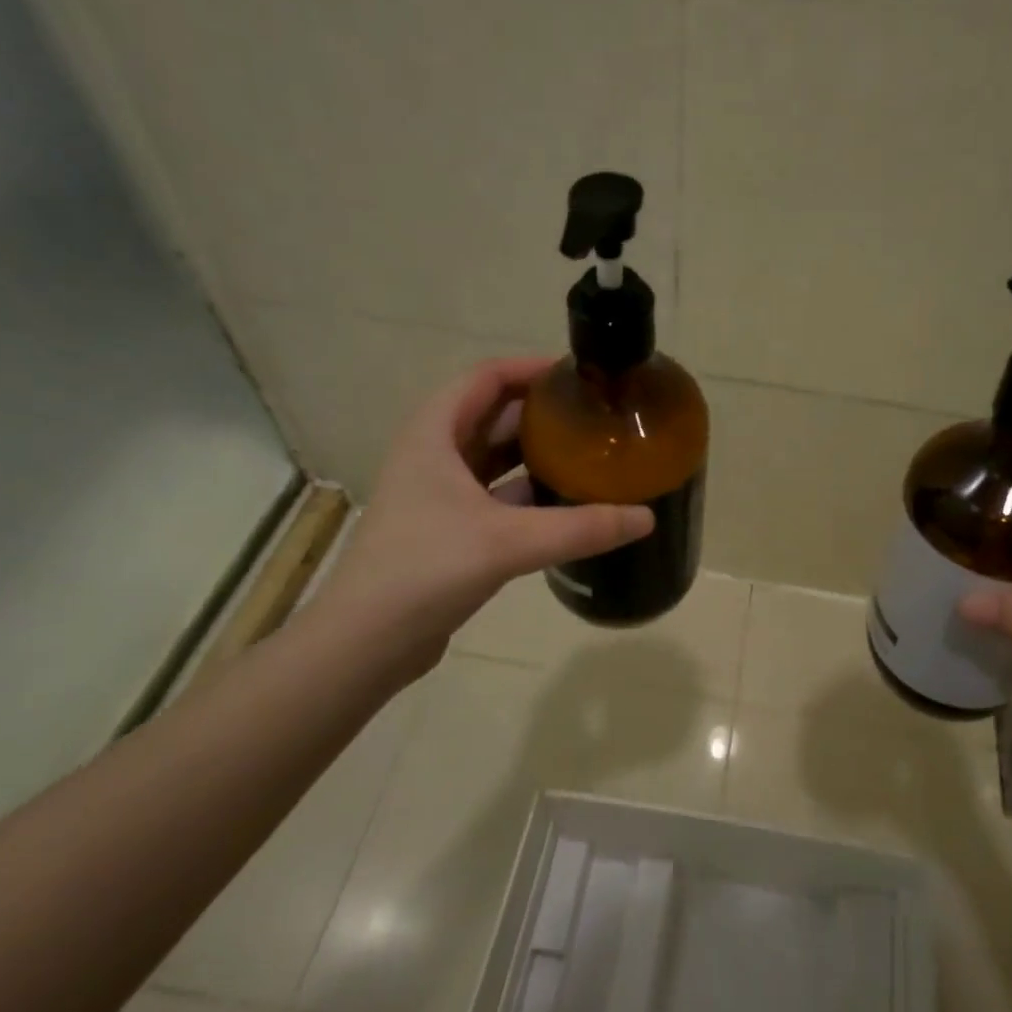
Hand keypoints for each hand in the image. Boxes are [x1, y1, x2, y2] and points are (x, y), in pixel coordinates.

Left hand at [300, 358, 652, 684]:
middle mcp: (433, 453)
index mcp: (435, 433)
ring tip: (589, 453)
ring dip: (536, 452)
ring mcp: (438, 493)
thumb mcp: (507, 541)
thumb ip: (580, 528)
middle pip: (494, 413)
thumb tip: (647, 517)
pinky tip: (566, 503)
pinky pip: (496, 494)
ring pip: (495, 456)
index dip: (531, 368)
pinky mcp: (447, 528)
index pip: (487, 376)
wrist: (364, 642)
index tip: (580, 376)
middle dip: (543, 411)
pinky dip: (529, 492)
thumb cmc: (424, 569)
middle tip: (596, 416)